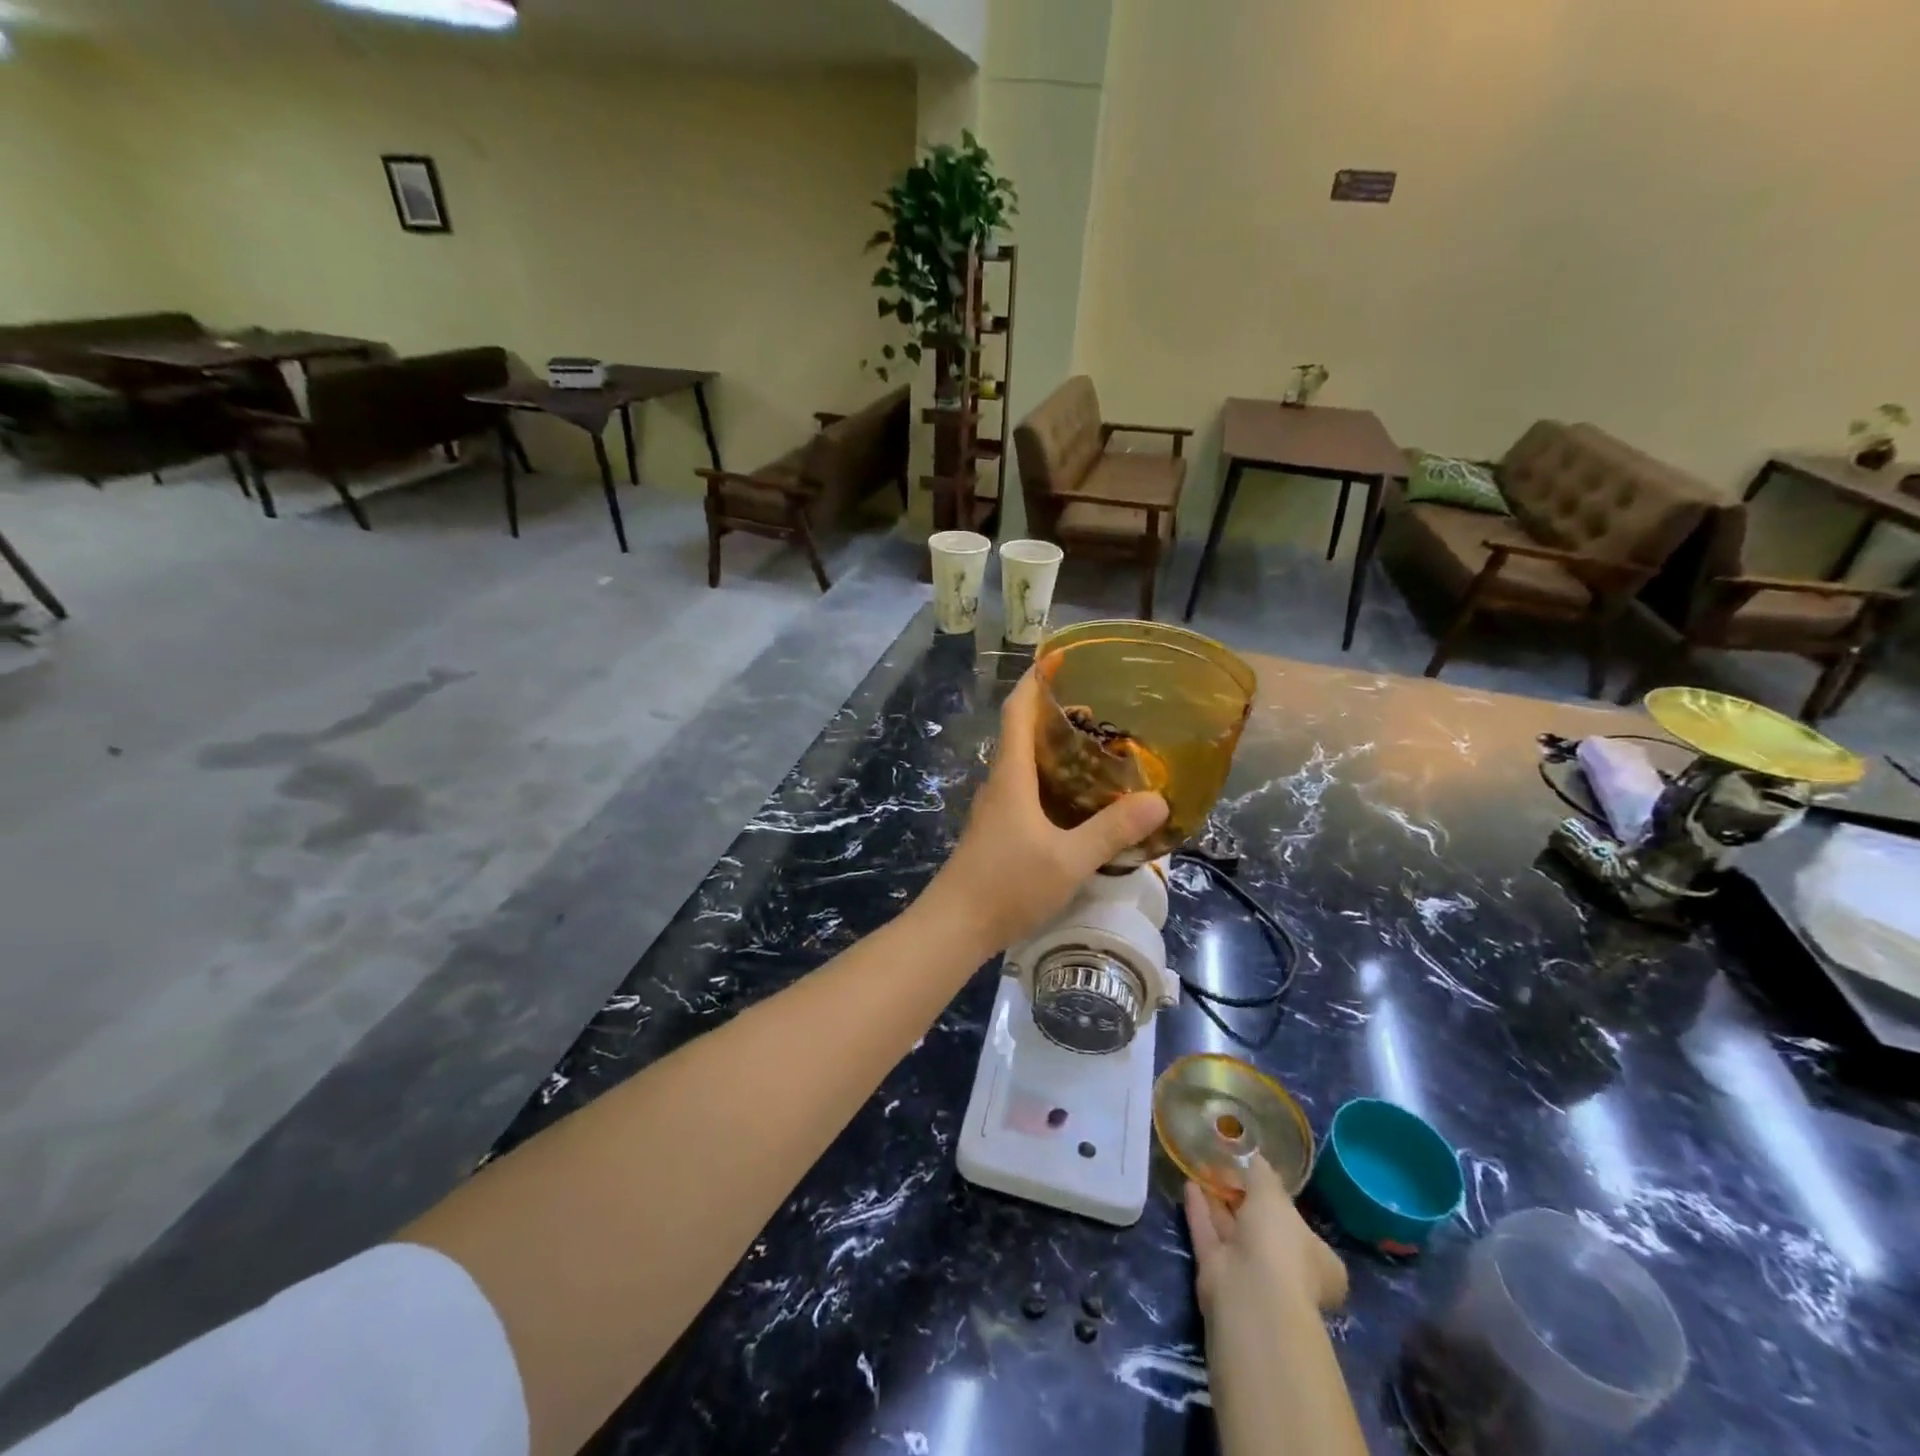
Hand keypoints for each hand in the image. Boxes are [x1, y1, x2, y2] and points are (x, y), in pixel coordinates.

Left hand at [919, 670, 1167, 955]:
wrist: (955, 926)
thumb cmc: (1008, 884)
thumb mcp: (1069, 859)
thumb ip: (1112, 830)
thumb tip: (1158, 800)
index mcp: (1011, 776)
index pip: (1018, 711)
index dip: (1035, 680)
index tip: (1058, 657)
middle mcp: (999, 783)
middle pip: (1020, 733)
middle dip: (1052, 714)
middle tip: (1097, 709)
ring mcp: (994, 809)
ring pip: (1022, 764)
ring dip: (1050, 748)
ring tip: (1094, 749)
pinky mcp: (996, 831)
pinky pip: (1023, 790)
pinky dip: (1048, 780)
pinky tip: (1073, 799)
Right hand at [1185, 1156, 1347, 1319]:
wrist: (1250, 1294)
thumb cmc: (1278, 1243)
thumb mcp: (1273, 1194)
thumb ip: (1262, 1173)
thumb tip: (1254, 1157)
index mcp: (1316, 1258)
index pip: (1302, 1228)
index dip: (1283, 1202)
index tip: (1261, 1176)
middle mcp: (1285, 1267)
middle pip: (1262, 1227)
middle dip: (1243, 1197)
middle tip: (1225, 1164)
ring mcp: (1250, 1272)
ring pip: (1232, 1229)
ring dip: (1218, 1200)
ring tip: (1202, 1166)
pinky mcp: (1218, 1273)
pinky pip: (1208, 1233)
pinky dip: (1199, 1209)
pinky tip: (1188, 1183)